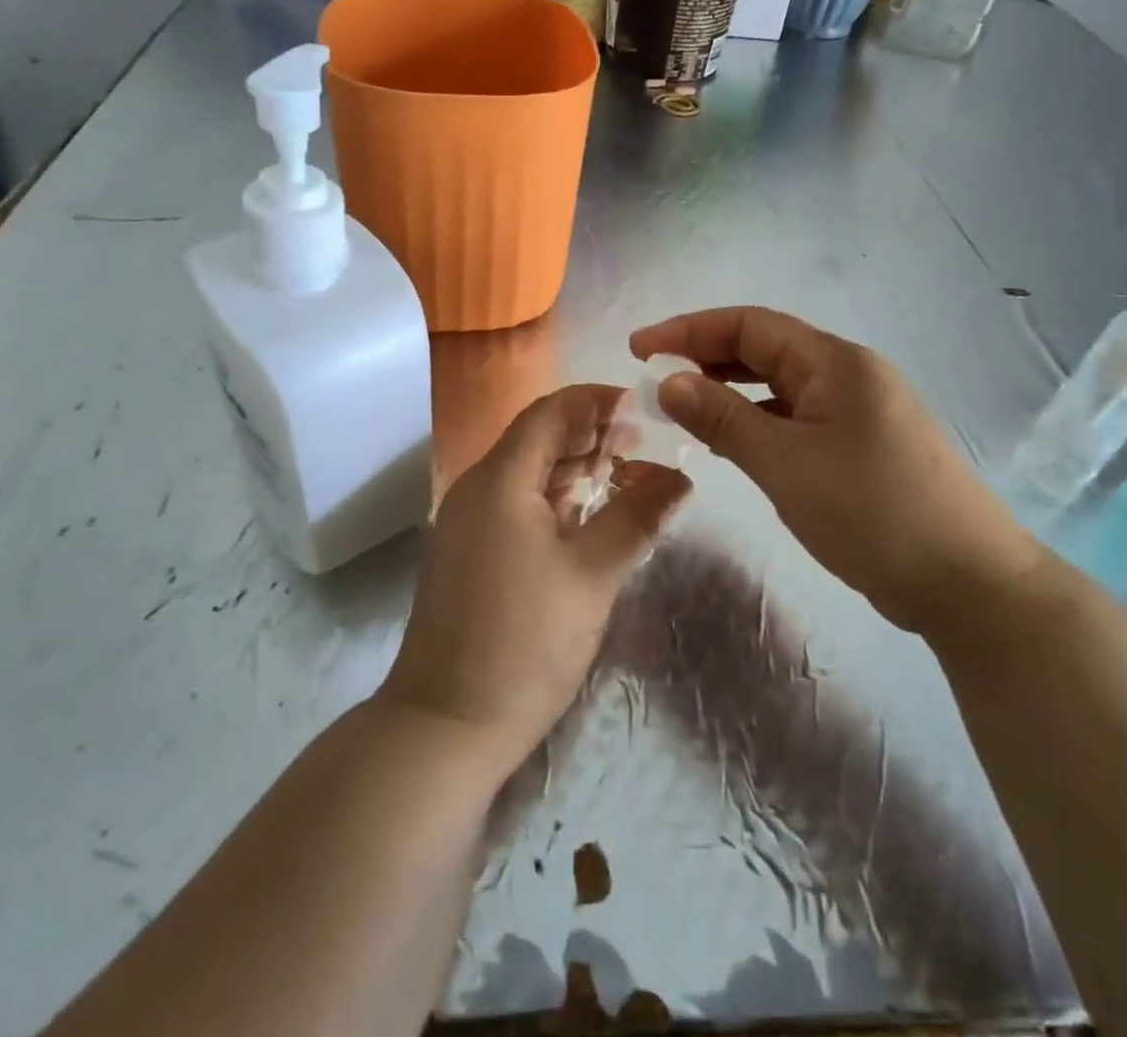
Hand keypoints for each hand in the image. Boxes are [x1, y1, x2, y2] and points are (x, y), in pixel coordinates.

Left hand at [381, 385, 691, 774]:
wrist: (445, 724)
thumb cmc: (523, 642)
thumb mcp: (592, 575)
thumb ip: (637, 517)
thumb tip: (682, 477)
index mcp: (501, 479)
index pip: (550, 412)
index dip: (596, 401)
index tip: (642, 404)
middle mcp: (478, 489)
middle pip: (537, 439)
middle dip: (590, 433)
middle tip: (643, 441)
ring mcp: (469, 522)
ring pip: (528, 473)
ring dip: (575, 466)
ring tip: (626, 470)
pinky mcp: (471, 552)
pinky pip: (518, 504)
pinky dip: (556, 498)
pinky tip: (589, 512)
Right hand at [629, 307, 1046, 635]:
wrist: (968, 584)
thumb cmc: (873, 511)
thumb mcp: (785, 462)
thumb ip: (723, 417)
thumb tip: (668, 381)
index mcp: (835, 362)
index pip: (750, 325)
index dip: (689, 330)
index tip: (639, 349)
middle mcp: (847, 375)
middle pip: (764, 350)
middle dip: (705, 357)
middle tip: (653, 380)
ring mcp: (857, 412)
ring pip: (778, 387)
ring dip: (729, 392)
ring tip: (681, 409)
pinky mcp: (860, 448)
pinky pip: (795, 419)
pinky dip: (756, 423)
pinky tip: (731, 444)